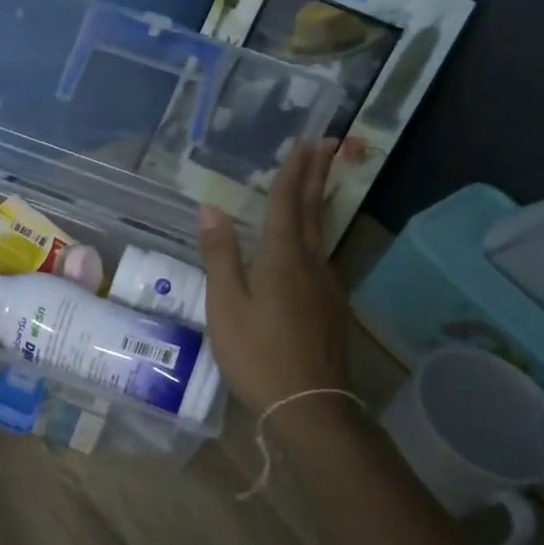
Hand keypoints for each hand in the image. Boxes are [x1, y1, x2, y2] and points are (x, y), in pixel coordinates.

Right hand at [197, 139, 351, 410]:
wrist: (309, 404)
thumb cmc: (257, 353)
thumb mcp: (226, 304)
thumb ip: (220, 255)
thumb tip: (211, 207)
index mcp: (282, 257)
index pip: (287, 203)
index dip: (293, 171)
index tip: (307, 140)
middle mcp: (311, 263)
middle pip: (313, 211)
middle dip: (318, 175)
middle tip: (329, 144)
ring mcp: (327, 286)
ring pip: (322, 233)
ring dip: (319, 202)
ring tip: (319, 181)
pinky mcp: (332, 307)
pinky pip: (322, 256)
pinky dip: (316, 234)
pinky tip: (310, 244)